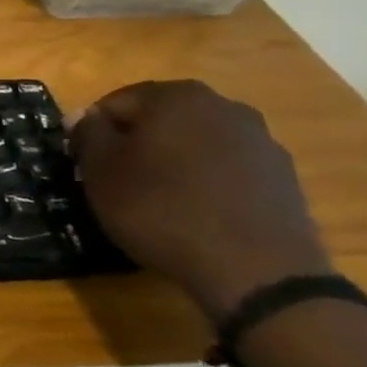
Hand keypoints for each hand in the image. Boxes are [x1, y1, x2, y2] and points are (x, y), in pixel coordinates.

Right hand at [70, 80, 330, 317]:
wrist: (256, 270)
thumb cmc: (161, 209)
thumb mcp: (101, 170)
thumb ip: (87, 133)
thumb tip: (84, 116)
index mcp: (176, 96)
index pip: (116, 103)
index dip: (94, 134)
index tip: (86, 166)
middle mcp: (224, 106)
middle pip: (160, 120)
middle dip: (136, 145)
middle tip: (118, 183)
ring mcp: (261, 142)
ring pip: (195, 145)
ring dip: (173, 164)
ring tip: (158, 203)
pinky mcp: (283, 178)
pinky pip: (226, 171)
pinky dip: (205, 184)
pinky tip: (195, 215)